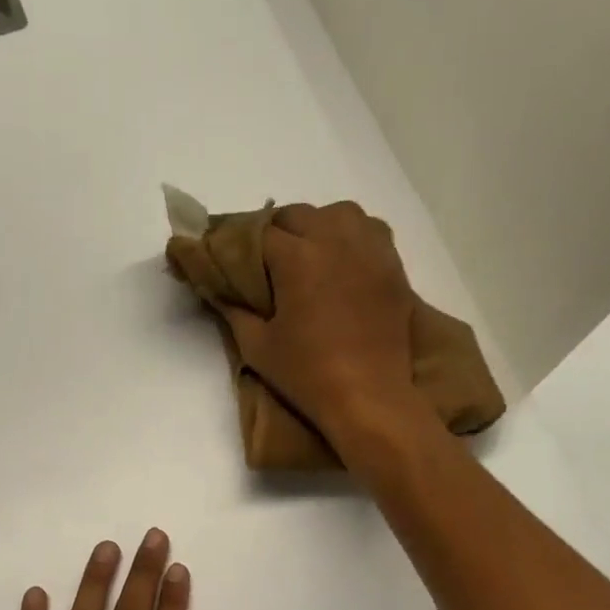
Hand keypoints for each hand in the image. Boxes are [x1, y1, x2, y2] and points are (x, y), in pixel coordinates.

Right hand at [220, 202, 429, 445]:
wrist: (369, 396)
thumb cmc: (308, 374)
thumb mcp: (258, 347)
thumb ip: (234, 310)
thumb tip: (218, 290)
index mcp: (297, 257)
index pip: (258, 234)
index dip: (238, 245)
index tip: (228, 258)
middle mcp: (335, 240)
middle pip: (297, 215)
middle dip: (276, 232)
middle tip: (264, 263)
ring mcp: (369, 250)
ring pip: (338, 213)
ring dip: (316, 225)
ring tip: (307, 253)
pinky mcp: (392, 266)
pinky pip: (370, 230)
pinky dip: (351, 235)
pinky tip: (342, 260)